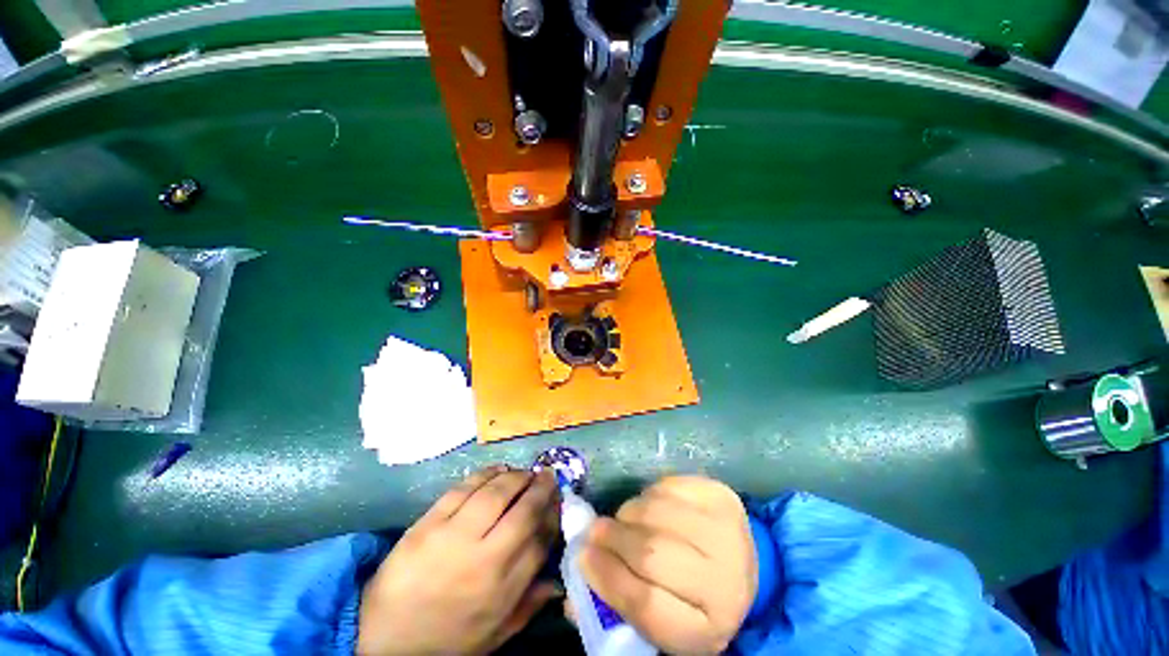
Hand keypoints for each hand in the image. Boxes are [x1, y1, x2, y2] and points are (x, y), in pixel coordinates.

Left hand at [357, 465, 559, 654]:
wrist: (384, 642)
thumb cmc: (447, 640)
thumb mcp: (495, 634)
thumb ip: (529, 605)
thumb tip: (558, 581)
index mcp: (501, 588)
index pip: (540, 540)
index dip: (553, 515)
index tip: (558, 501)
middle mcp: (483, 557)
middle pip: (522, 510)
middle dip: (540, 487)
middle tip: (548, 474)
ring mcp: (453, 536)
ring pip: (495, 492)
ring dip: (516, 476)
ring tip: (525, 472)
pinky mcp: (427, 523)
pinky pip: (463, 488)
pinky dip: (485, 474)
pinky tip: (498, 469)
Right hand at [579, 476, 756, 654]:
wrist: (737, 565)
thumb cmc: (691, 598)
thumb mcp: (661, 619)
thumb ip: (617, 605)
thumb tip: (570, 595)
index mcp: (708, 628)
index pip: (647, 605)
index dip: (608, 578)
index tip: (583, 558)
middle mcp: (726, 580)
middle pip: (652, 553)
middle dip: (614, 538)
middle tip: (594, 531)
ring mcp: (727, 530)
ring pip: (657, 512)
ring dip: (629, 513)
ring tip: (623, 520)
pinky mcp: (721, 495)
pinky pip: (668, 486)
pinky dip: (649, 493)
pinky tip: (650, 506)